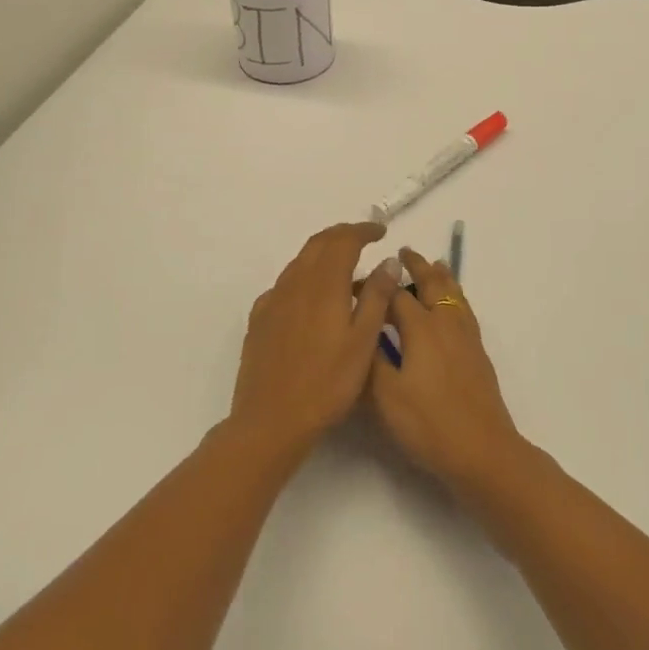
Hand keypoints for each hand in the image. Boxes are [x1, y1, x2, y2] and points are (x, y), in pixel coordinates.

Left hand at [230, 222, 401, 461]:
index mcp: (324, 284)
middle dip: (342, 235)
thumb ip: (376, 297)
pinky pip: (285, 284)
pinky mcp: (260, 319)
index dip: (363, 230)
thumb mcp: (364, 341)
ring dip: (323, 254)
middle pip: (318, 243)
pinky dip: (304, 277)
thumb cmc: (327, 383)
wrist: (271, 419)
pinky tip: (312, 298)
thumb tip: (388, 261)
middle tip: (364, 238)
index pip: (343, 240)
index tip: (381, 231)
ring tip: (344, 267)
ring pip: (300, 262)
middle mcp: (295, 282)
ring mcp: (273, 300)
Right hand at [370, 248, 525, 494]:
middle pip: (433, 284)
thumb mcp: (385, 395)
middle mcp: (446, 324)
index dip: (375, 287)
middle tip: (405, 252)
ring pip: (455, 295)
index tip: (357, 284)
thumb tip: (362, 327)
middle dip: (418, 266)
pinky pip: (465, 310)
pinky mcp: (478, 353)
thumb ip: (372, 357)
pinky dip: (456, 296)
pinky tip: (454, 307)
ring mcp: (467, 337)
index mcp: (421, 328)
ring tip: (436, 265)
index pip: (395, 295)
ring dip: (442, 277)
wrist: (482, 451)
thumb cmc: (428, 424)